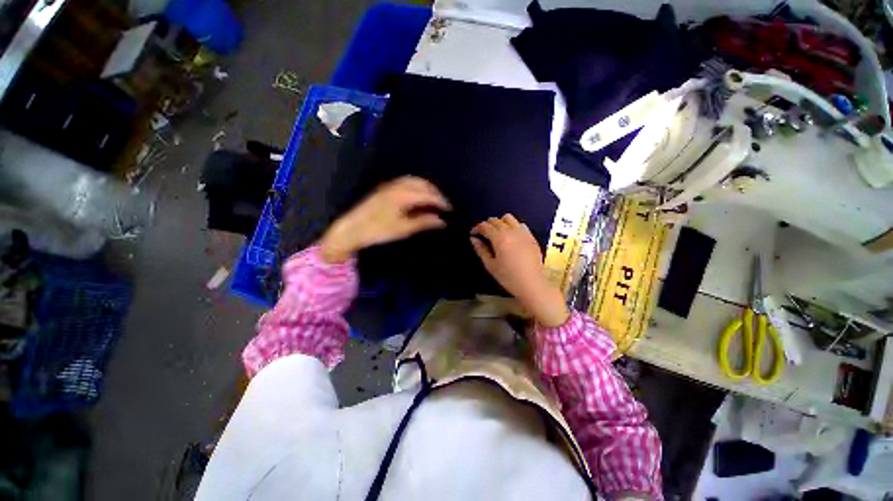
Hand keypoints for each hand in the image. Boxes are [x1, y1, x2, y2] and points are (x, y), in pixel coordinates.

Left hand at [319, 176, 450, 262]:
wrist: (352, 229)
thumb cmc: (378, 230)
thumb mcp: (403, 229)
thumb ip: (424, 222)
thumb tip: (442, 221)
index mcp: (404, 195)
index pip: (428, 195)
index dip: (441, 201)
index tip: (450, 209)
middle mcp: (398, 185)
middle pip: (423, 184)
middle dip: (436, 193)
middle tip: (444, 205)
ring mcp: (390, 185)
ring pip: (415, 181)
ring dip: (427, 188)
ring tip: (434, 199)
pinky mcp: (385, 188)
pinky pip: (407, 182)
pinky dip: (417, 187)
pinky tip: (419, 196)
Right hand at [470, 214, 568, 327]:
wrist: (532, 284)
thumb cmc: (508, 277)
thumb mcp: (490, 265)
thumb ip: (481, 249)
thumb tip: (474, 239)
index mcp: (499, 238)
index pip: (485, 226)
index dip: (477, 228)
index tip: (473, 233)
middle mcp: (511, 231)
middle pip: (496, 220)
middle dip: (487, 225)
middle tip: (483, 234)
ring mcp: (523, 232)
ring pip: (509, 218)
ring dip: (500, 222)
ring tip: (497, 232)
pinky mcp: (531, 237)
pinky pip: (520, 224)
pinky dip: (513, 226)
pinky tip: (511, 235)